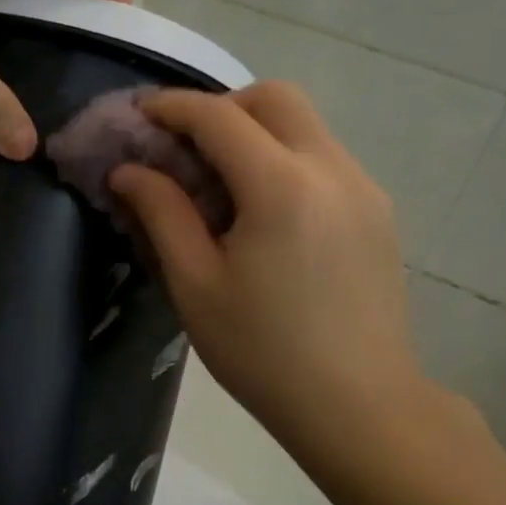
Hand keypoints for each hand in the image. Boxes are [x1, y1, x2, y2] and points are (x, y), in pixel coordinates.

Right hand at [109, 83, 432, 469]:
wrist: (360, 406)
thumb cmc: (263, 352)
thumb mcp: (195, 285)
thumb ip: (161, 214)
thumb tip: (128, 170)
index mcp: (281, 186)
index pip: (218, 116)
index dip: (171, 107)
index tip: (137, 115)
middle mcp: (332, 169)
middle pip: (274, 98)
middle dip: (221, 107)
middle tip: (183, 147)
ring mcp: (364, 188)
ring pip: (304, 125)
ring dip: (254, 132)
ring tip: (218, 184)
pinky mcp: (378, 211)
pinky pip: (323, 158)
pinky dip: (283, 159)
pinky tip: (262, 213)